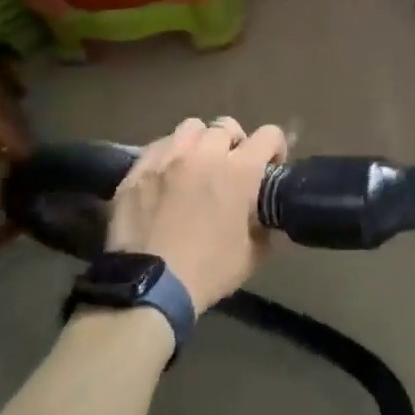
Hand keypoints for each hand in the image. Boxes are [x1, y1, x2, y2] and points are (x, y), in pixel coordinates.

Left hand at [107, 118, 287, 310]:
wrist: (148, 288)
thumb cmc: (208, 271)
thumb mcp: (253, 255)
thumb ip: (266, 226)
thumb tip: (269, 217)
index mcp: (239, 171)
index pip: (269, 134)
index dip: (275, 147)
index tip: (270, 166)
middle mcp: (204, 154)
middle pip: (226, 126)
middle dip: (235, 143)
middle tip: (230, 168)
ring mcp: (167, 157)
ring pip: (190, 128)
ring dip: (200, 142)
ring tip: (196, 165)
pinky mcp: (138, 169)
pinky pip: (159, 145)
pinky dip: (169, 154)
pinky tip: (167, 176)